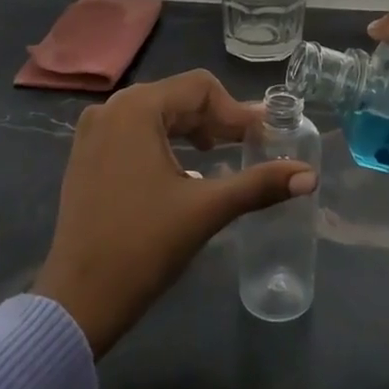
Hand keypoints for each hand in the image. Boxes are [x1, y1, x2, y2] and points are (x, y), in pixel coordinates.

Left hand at [33, 71, 316, 357]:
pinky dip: (164, 142)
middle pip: (178, 97)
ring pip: (156, 114)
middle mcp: (111, 109)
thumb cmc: (143, 247)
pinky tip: (182, 169)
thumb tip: (310, 175)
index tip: (263, 139)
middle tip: (247, 147)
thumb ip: (259, 185)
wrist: (78, 301)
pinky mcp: (85, 156)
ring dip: (191, 130)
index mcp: (136, 108)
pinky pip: (133, 132)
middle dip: (216, 120)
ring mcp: (92, 132)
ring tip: (219, 156)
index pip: (201, 87)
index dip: (236, 111)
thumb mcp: (206, 210)